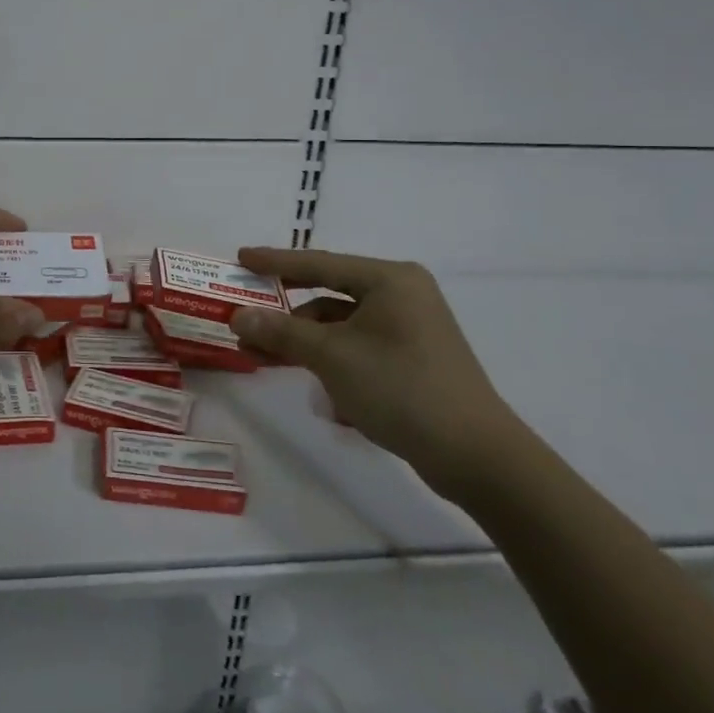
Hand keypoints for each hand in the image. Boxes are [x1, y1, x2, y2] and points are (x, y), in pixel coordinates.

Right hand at [230, 249, 522, 497]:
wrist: (476, 456)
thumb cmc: (401, 388)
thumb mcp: (332, 356)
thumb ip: (282, 331)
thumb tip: (237, 315)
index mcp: (389, 280)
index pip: (319, 263)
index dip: (275, 261)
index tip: (240, 256)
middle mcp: (401, 296)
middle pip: (327, 295)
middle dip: (284, 313)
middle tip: (243, 315)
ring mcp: (409, 329)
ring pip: (340, 326)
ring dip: (302, 341)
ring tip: (261, 357)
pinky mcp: (411, 360)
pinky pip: (357, 348)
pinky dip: (330, 359)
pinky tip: (311, 386)